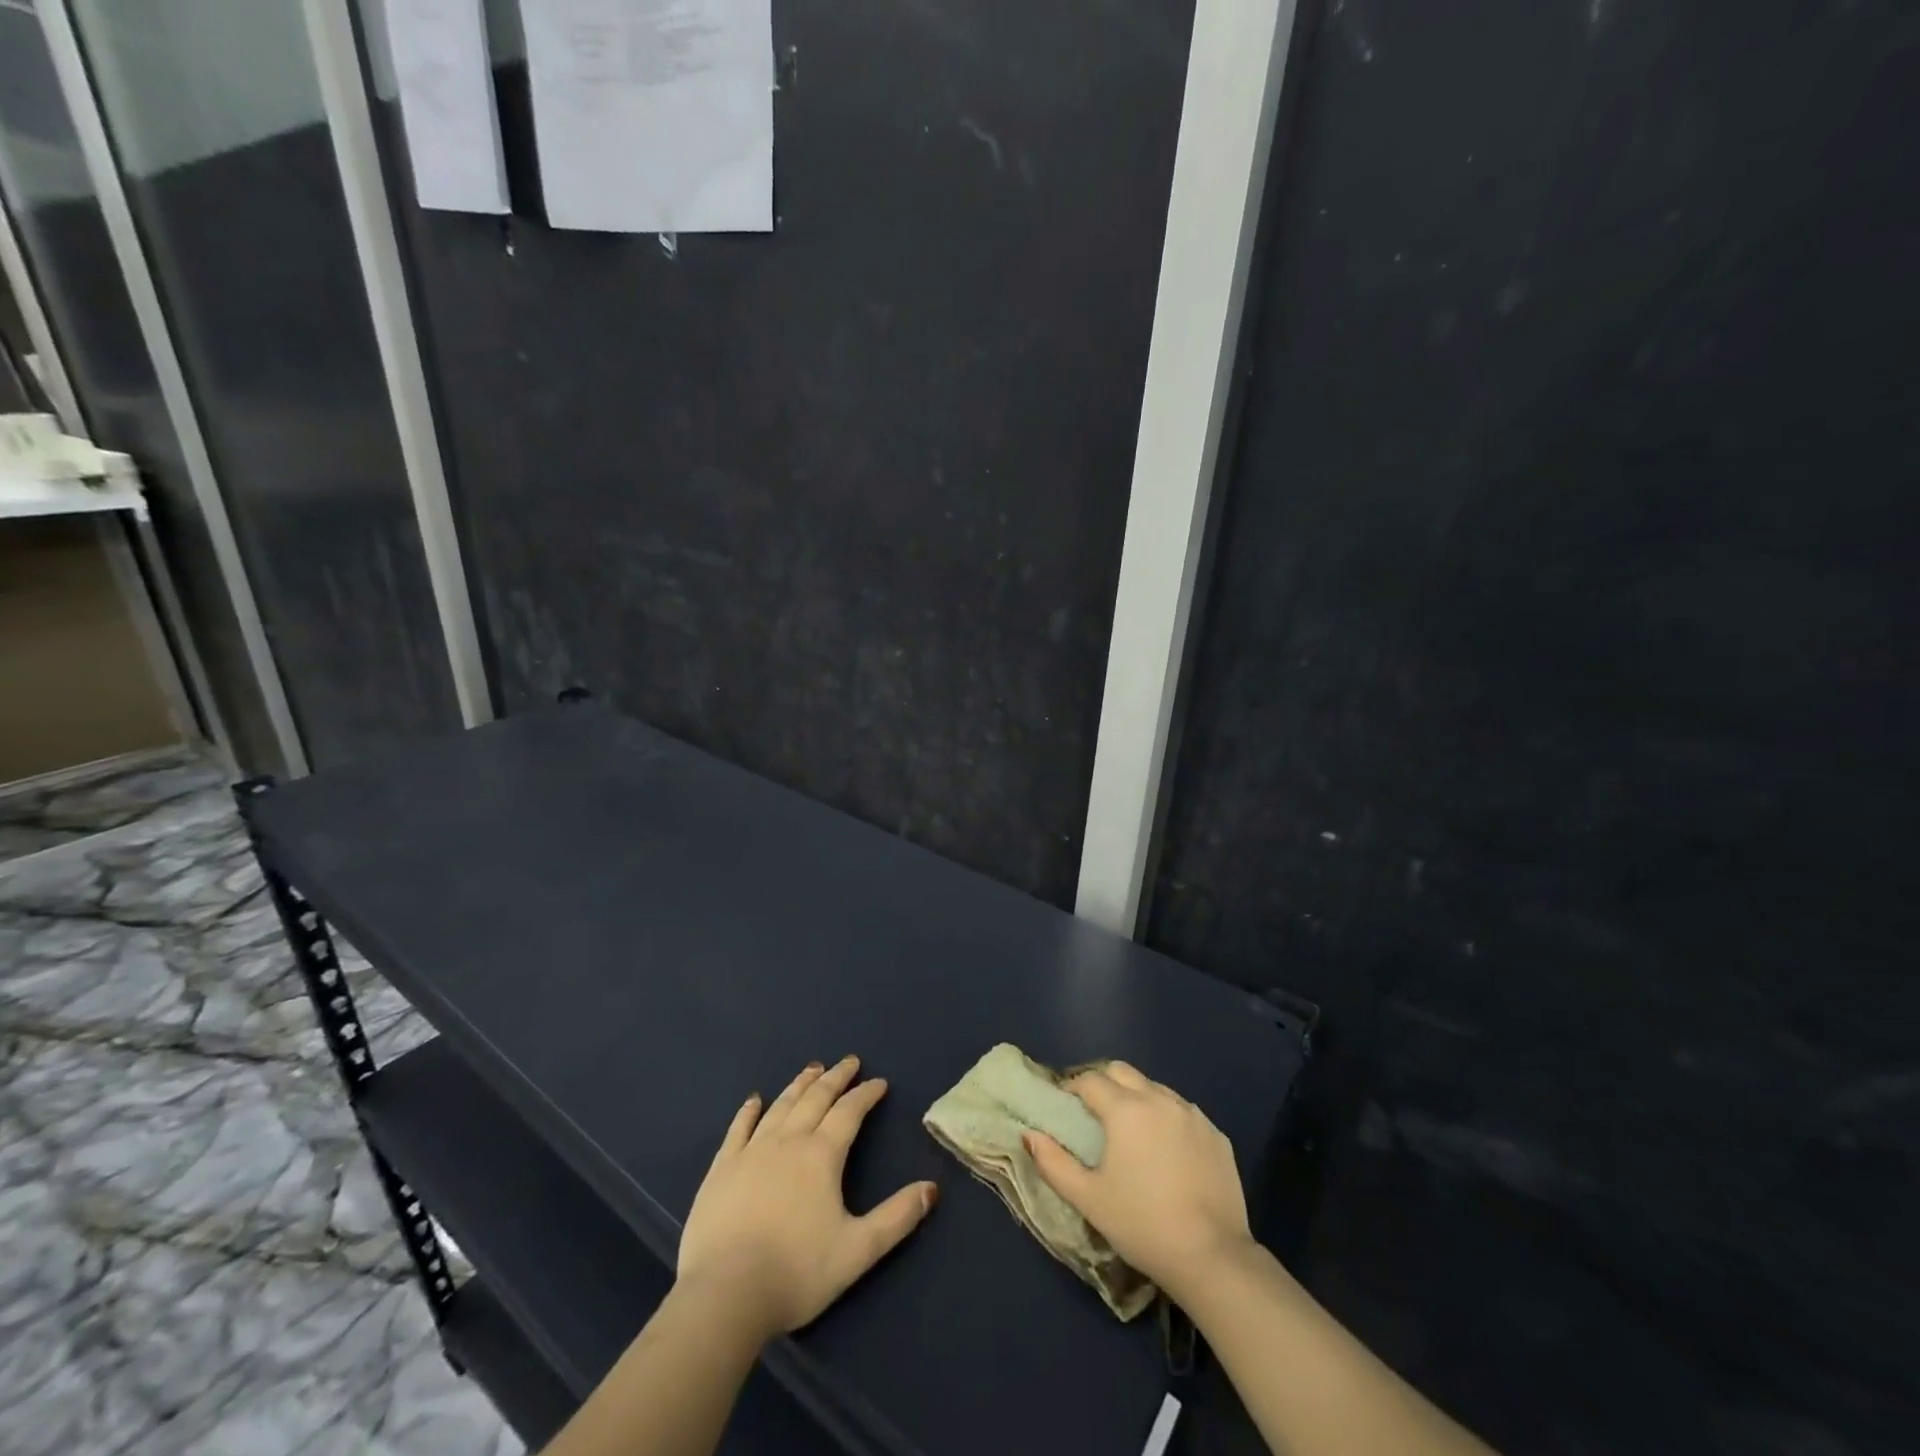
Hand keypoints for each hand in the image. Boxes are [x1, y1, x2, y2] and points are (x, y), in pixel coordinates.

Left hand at [677, 1056, 937, 1339]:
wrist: (724, 1294)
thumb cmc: (796, 1273)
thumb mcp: (858, 1251)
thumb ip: (897, 1218)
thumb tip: (932, 1189)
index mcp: (822, 1155)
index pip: (850, 1112)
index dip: (866, 1094)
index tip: (879, 1082)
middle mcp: (788, 1141)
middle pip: (816, 1098)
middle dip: (836, 1077)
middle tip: (849, 1061)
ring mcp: (751, 1151)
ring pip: (781, 1106)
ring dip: (800, 1085)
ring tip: (812, 1069)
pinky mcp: (722, 1168)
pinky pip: (738, 1128)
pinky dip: (749, 1110)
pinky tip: (754, 1099)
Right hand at [1024, 1061, 1252, 1299]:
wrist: (1212, 1257)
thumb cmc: (1142, 1224)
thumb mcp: (1088, 1198)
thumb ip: (1053, 1162)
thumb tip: (1029, 1135)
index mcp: (1125, 1109)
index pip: (1091, 1080)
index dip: (1073, 1087)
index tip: (1065, 1104)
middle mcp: (1159, 1099)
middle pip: (1123, 1071)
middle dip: (1104, 1082)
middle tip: (1094, 1111)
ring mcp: (1193, 1115)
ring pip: (1156, 1089)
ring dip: (1137, 1098)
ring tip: (1131, 1131)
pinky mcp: (1216, 1135)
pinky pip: (1184, 1113)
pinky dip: (1168, 1119)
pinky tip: (1167, 1151)